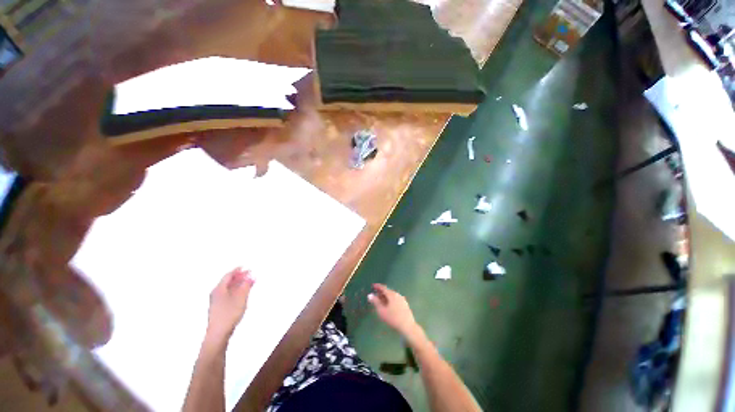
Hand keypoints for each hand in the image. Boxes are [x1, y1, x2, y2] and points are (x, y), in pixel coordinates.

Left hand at [206, 268, 254, 344]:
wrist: (218, 333)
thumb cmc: (228, 314)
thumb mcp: (241, 298)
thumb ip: (246, 286)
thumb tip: (251, 277)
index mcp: (219, 289)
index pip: (228, 275)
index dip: (237, 270)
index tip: (244, 267)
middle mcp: (216, 294)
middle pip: (228, 282)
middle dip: (239, 277)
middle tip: (248, 274)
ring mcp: (217, 302)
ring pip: (228, 289)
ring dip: (238, 284)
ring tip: (248, 283)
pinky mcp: (219, 308)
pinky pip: (228, 295)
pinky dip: (236, 291)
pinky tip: (242, 294)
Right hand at [368, 284, 419, 337]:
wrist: (407, 326)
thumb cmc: (393, 318)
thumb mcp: (382, 311)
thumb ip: (375, 302)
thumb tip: (370, 295)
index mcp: (392, 294)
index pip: (383, 288)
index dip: (377, 286)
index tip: (373, 286)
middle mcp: (397, 294)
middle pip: (388, 291)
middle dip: (381, 292)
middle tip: (375, 294)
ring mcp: (402, 299)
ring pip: (392, 295)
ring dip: (386, 296)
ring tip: (381, 300)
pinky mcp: (405, 304)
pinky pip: (395, 299)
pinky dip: (390, 299)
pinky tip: (388, 305)